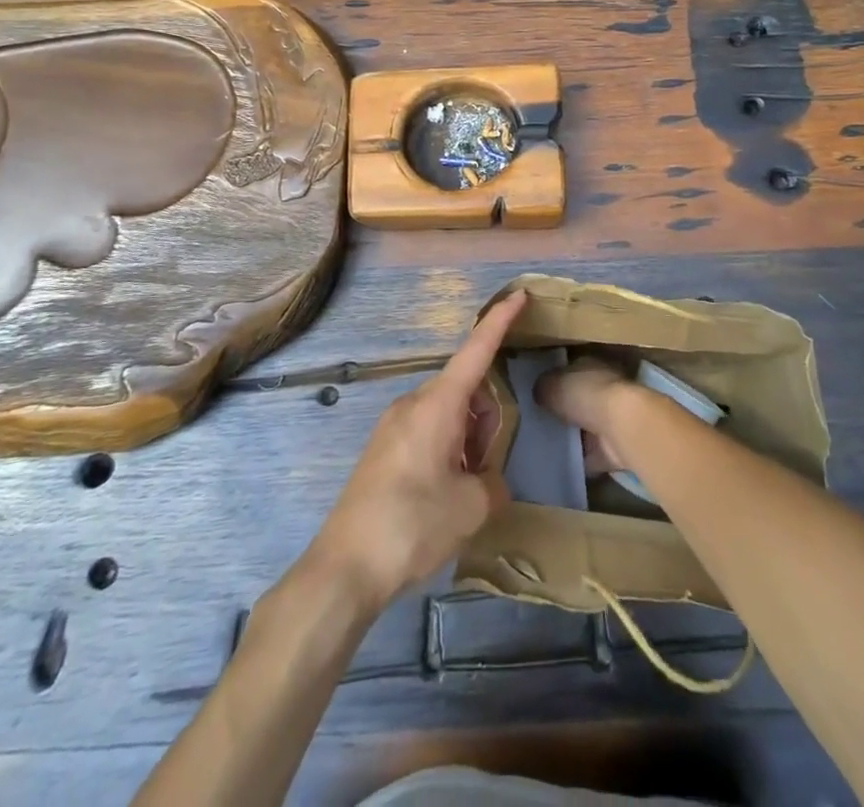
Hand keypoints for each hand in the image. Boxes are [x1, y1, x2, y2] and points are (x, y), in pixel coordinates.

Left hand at [308, 290, 526, 610]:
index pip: (476, 350)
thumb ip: (493, 482)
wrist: (344, 568)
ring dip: (468, 439)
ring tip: (462, 491)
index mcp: (437, 404)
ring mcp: (394, 424)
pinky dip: (448, 449)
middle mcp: (413, 403)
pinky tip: (441, 495)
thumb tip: (485, 479)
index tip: (519, 294)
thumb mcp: (471, 506)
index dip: (500, 321)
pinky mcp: (383, 449)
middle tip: (485, 470)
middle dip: (488, 418)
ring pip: (449, 414)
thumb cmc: (412, 525)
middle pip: (467, 390)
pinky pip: (428, 432)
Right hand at [535, 356, 645, 475]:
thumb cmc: (586, 394)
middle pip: (578, 400)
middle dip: (562, 410)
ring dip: (573, 436)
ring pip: (586, 427)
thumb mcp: (553, 385)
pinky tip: (559, 466)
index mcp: (589, 365)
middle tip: (537, 422)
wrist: (622, 426)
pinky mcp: (615, 447)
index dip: (553, 382)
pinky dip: (580, 461)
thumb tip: (537, 393)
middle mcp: (603, 388)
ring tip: (544, 445)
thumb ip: (543, 388)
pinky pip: (592, 455)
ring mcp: (612, 418)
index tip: (537, 395)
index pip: (568, 371)